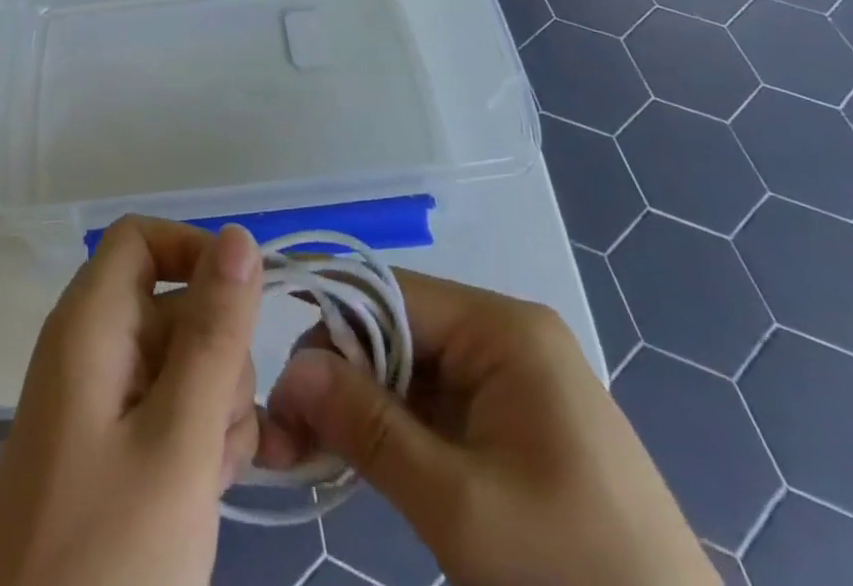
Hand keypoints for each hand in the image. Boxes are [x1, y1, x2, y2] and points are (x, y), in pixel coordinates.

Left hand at [0, 218, 263, 585]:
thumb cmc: (108, 558)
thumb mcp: (178, 440)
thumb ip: (214, 333)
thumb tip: (241, 235)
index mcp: (89, 324)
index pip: (142, 238)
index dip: (195, 253)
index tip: (244, 307)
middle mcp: (90, 348)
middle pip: (172, 302)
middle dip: (217, 352)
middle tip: (220, 426)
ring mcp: (99, 402)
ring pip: (181, 359)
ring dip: (215, 404)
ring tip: (210, 473)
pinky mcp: (111, 448)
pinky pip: (169, 408)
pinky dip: (197, 437)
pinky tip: (206, 489)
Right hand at [261, 272, 716, 585]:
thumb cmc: (573, 577)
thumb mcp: (459, 506)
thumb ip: (369, 428)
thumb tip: (292, 368)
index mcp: (503, 328)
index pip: (390, 294)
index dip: (330, 326)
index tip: (280, 382)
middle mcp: (505, 335)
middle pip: (397, 329)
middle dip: (339, 374)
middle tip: (287, 433)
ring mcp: (512, 379)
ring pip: (409, 368)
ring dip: (359, 405)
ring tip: (309, 451)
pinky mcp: (512, 423)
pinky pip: (434, 404)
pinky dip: (392, 429)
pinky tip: (356, 460)